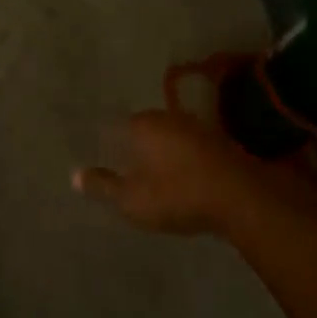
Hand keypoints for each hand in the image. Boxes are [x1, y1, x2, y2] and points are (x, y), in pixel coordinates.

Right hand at [75, 109, 316, 235]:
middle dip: (134, 144)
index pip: (115, 126)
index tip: (103, 156)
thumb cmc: (178, 195)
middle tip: (127, 166)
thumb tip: (74, 175)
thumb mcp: (132, 199)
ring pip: (168, 136)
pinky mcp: (220, 143)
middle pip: (142, 128)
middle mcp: (167, 118)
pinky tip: (183, 177)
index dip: (108, 141)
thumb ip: (103, 186)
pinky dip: (183, 159)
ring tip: (155, 174)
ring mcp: (196, 128)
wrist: (242, 199)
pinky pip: (190, 148)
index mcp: (142, 125)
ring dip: (161, 152)